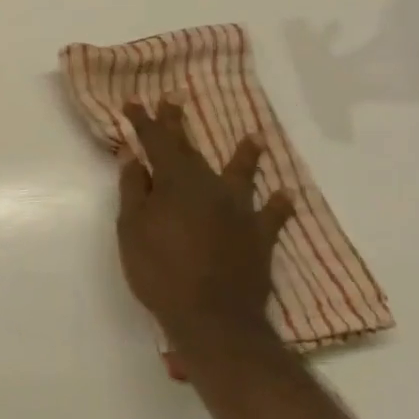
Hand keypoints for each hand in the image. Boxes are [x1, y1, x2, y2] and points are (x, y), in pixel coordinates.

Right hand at [116, 101, 294, 354]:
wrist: (213, 318)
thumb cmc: (160, 271)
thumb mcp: (132, 229)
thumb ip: (134, 190)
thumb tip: (134, 157)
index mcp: (175, 182)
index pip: (157, 142)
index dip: (145, 121)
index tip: (134, 102)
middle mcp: (210, 187)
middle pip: (192, 150)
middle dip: (179, 125)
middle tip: (174, 100)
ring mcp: (239, 211)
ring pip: (241, 175)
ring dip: (245, 155)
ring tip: (254, 137)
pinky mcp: (259, 237)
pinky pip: (272, 216)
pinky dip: (279, 204)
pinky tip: (286, 195)